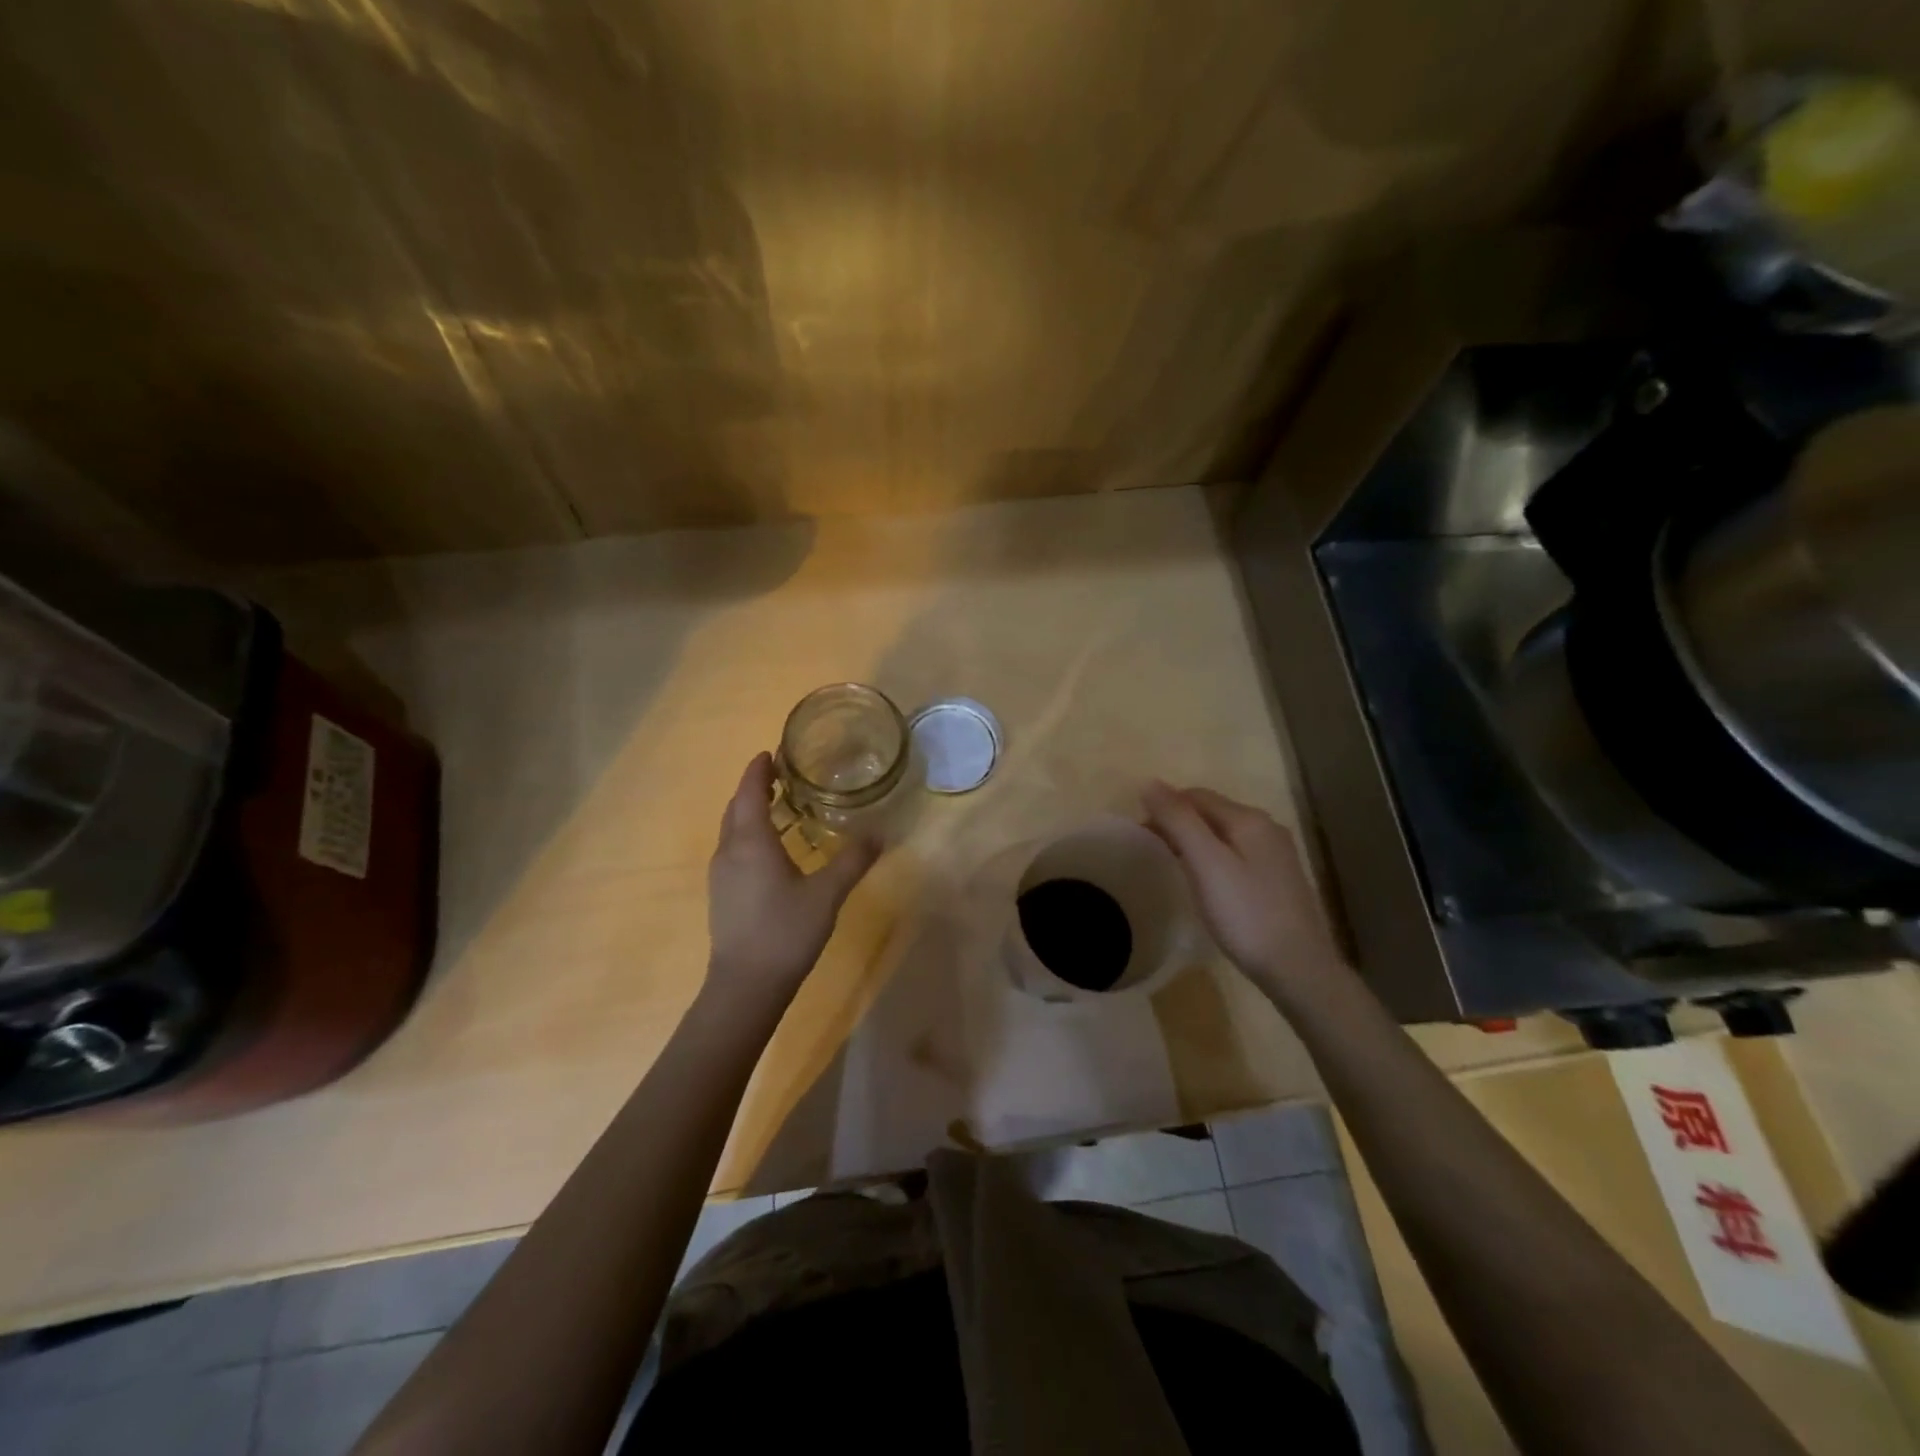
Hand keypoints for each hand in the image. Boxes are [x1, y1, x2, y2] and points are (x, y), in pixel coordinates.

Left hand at [706, 753, 880, 1002]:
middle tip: (780, 775)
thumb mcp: (827, 894)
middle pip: (736, 807)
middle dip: (754, 787)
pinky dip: (748, 834)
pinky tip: (771, 849)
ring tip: (778, 806)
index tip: (771, 752)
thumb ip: (853, 860)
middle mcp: (729, 851)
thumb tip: (881, 832)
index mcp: (751, 842)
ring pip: (731, 830)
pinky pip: (733, 849)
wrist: (745, 986)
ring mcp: (720, 875)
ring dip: (750, 811)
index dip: (758, 770)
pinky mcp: (722, 894)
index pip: (750, 792)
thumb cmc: (785, 931)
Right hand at [1143, 781, 1348, 999]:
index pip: (1196, 796)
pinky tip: (1204, 879)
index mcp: (1248, 819)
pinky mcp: (1278, 880)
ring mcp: (1276, 855)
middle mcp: (1266, 828)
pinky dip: (1212, 856)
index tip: (1139, 831)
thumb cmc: (1245, 913)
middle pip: (1212, 811)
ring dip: (1194, 838)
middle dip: (1178, 820)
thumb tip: (1150, 783)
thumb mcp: (1205, 863)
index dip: (1164, 806)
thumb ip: (1178, 821)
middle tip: (1150, 846)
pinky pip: (1236, 853)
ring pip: (1224, 833)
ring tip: (1171, 861)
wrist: (1297, 967)